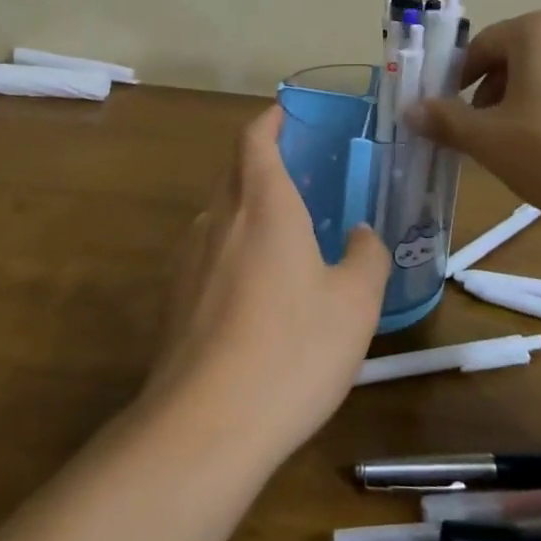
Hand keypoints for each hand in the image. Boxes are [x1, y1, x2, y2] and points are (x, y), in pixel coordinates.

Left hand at [143, 106, 390, 461]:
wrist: (204, 427)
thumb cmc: (291, 349)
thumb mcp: (355, 303)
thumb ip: (366, 256)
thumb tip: (360, 233)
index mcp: (263, 205)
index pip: (255, 139)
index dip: (269, 120)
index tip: (285, 113)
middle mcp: (219, 220)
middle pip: (234, 172)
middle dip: (261, 162)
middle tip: (298, 174)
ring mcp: (189, 260)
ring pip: (219, 214)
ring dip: (246, 208)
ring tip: (281, 234)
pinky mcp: (174, 301)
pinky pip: (207, 255)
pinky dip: (231, 251)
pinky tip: (254, 292)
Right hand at [409, 9, 540, 235]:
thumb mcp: (490, 140)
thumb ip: (445, 120)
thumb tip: (409, 109)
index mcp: (537, 29)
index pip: (479, 48)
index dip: (455, 84)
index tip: (448, 119)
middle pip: (512, 60)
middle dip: (489, 99)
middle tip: (483, 140)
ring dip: (520, 109)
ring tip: (520, 152)